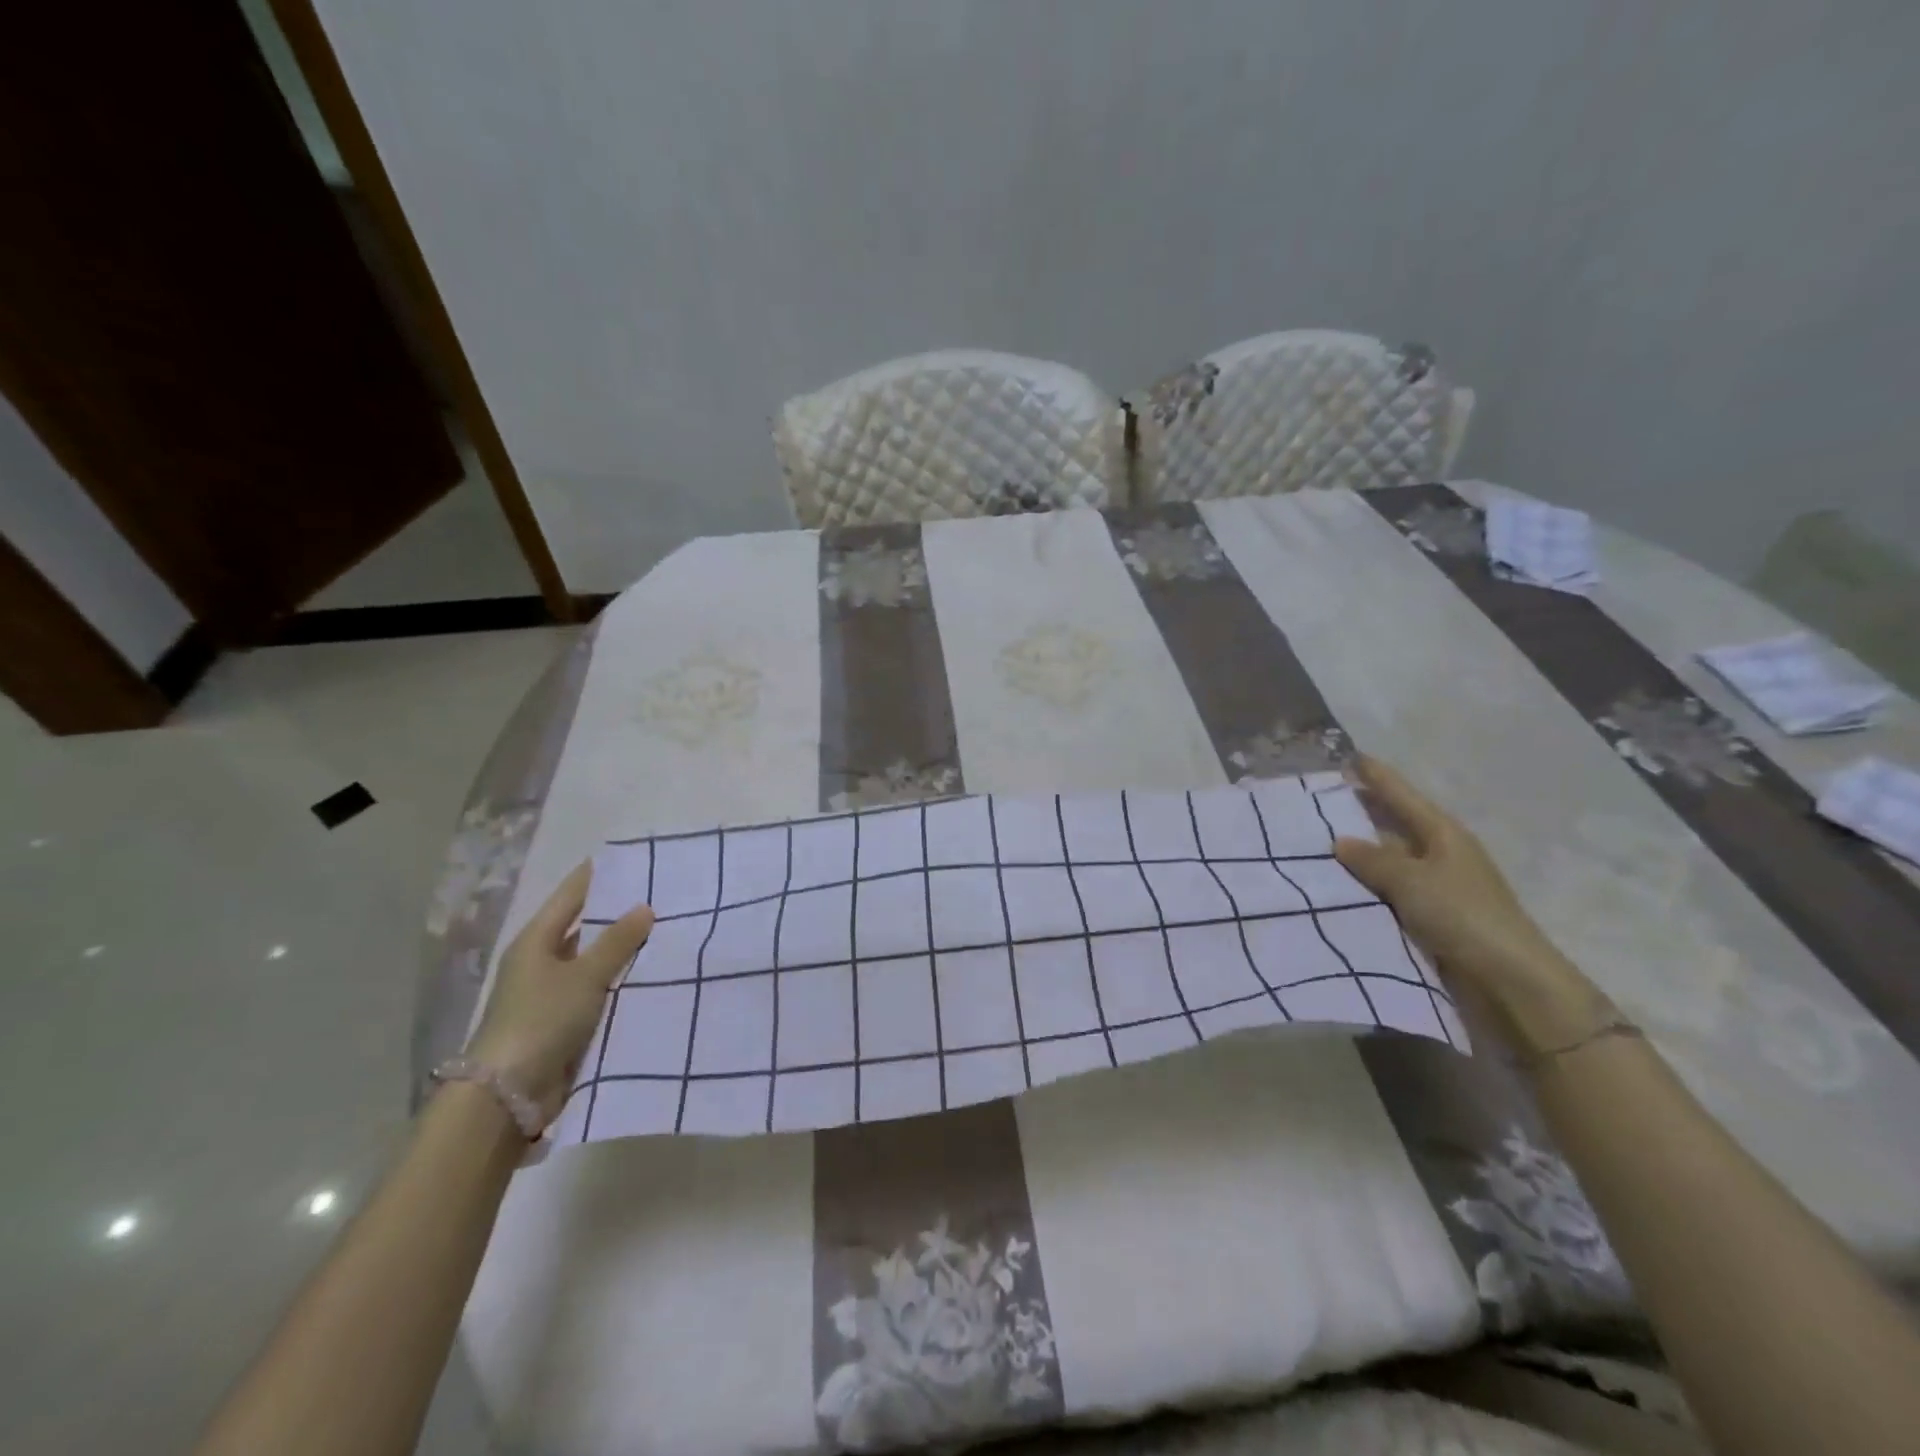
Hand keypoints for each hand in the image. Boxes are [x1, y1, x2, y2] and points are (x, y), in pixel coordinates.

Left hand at [464, 862, 654, 1123]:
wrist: (508, 1094)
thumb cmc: (542, 1020)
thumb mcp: (584, 975)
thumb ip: (617, 941)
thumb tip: (644, 907)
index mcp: (535, 940)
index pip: (571, 894)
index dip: (598, 875)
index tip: (632, 858)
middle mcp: (540, 960)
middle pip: (583, 926)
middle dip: (618, 912)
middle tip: (661, 894)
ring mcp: (550, 992)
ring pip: (592, 959)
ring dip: (621, 949)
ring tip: (665, 930)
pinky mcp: (562, 1020)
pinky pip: (597, 988)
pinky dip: (619, 980)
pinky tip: (650, 974)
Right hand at [1332, 755, 1602, 1033]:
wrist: (1508, 981)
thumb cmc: (1463, 916)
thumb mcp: (1412, 880)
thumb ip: (1373, 859)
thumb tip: (1340, 841)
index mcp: (1442, 833)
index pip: (1401, 794)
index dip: (1376, 775)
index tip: (1349, 756)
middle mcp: (1438, 853)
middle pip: (1393, 824)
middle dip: (1360, 812)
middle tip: (1318, 801)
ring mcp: (1435, 885)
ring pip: (1387, 860)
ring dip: (1358, 853)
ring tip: (1314, 843)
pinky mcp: (1429, 915)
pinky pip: (1387, 890)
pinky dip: (1364, 884)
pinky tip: (1336, 884)